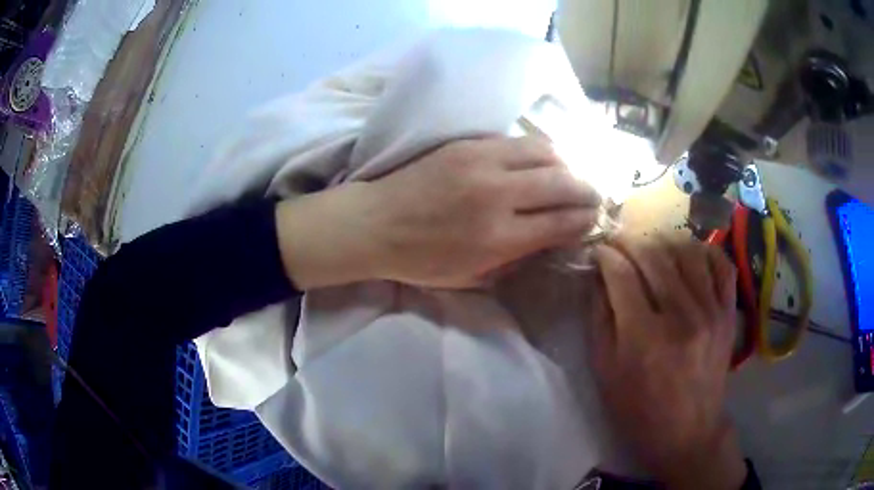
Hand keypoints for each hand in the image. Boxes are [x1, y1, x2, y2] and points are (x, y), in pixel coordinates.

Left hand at [277, 137, 600, 288]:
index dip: (585, 220)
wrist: (374, 223)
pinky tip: (542, 160)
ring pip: (546, 153)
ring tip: (570, 175)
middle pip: (564, 183)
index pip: (562, 222)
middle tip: (593, 196)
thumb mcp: (470, 277)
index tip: (594, 219)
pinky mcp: (468, 144)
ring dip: (567, 165)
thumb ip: (515, 259)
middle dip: (587, 190)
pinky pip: (519, 141)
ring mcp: (483, 162)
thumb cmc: (419, 259)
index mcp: (498, 238)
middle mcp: (498, 195)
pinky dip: (540, 151)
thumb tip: (550, 239)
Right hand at [590, 234, 745, 489]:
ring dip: (665, 241)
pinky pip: (722, 265)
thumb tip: (598, 277)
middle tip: (619, 243)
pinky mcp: (728, 313)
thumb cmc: (639, 410)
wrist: (688, 432)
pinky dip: (706, 251)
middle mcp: (681, 316)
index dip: (605, 255)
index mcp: (643, 337)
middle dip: (630, 241)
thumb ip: (600, 320)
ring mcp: (711, 311)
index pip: (621, 274)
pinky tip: (691, 255)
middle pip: (653, 255)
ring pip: (688, 251)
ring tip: (653, 248)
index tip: (598, 250)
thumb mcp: (605, 373)